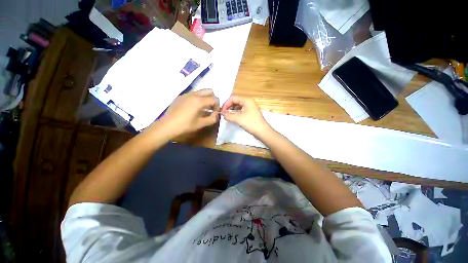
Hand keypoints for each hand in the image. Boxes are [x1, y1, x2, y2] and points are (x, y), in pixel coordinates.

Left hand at [158, 89, 218, 136]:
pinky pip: (193, 94)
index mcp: (199, 101)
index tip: (215, 113)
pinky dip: (198, 99)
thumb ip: (212, 118)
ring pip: (201, 91)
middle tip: (211, 108)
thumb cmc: (185, 125)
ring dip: (205, 98)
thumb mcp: (201, 124)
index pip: (214, 99)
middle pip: (209, 91)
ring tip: (203, 109)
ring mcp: (186, 94)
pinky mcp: (181, 96)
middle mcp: (194, 94)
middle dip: (213, 99)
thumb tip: (216, 114)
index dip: (217, 106)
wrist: (167, 125)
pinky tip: (194, 109)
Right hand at [221, 96, 271, 136]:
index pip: (233, 98)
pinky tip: (232, 118)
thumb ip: (228, 115)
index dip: (226, 103)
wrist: (262, 132)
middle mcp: (248, 102)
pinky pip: (241, 111)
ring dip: (231, 110)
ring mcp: (250, 108)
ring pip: (238, 107)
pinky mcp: (250, 114)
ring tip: (227, 116)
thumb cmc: (251, 123)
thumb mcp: (238, 119)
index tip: (222, 111)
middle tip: (223, 114)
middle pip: (235, 101)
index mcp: (246, 100)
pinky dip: (235, 114)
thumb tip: (222, 113)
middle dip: (228, 107)